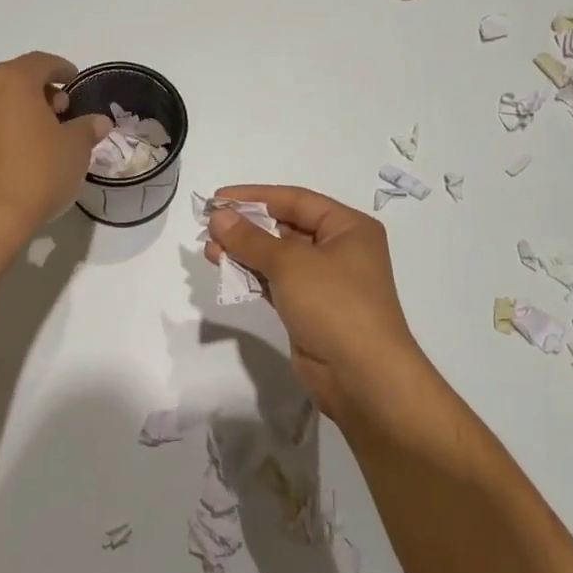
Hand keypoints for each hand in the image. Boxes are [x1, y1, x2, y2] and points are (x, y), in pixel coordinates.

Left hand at [0, 52, 109, 247]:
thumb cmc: (38, 174)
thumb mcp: (76, 150)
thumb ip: (87, 128)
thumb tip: (98, 122)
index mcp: (11, 82)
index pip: (41, 62)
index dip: (62, 70)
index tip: (76, 82)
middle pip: (14, 80)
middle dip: (40, 92)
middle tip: (62, 112)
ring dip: (17, 112)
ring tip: (40, 136)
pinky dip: (0, 132)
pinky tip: (16, 156)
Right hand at [204, 185, 431, 418]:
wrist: (362, 376)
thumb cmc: (334, 304)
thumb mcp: (290, 263)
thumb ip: (250, 239)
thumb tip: (219, 217)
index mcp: (349, 228)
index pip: (296, 200)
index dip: (256, 196)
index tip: (219, 199)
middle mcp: (340, 250)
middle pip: (287, 228)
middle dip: (248, 226)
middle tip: (209, 227)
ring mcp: (326, 283)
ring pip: (279, 258)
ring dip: (245, 252)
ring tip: (210, 250)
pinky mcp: (310, 310)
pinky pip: (277, 284)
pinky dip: (252, 276)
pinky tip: (226, 272)